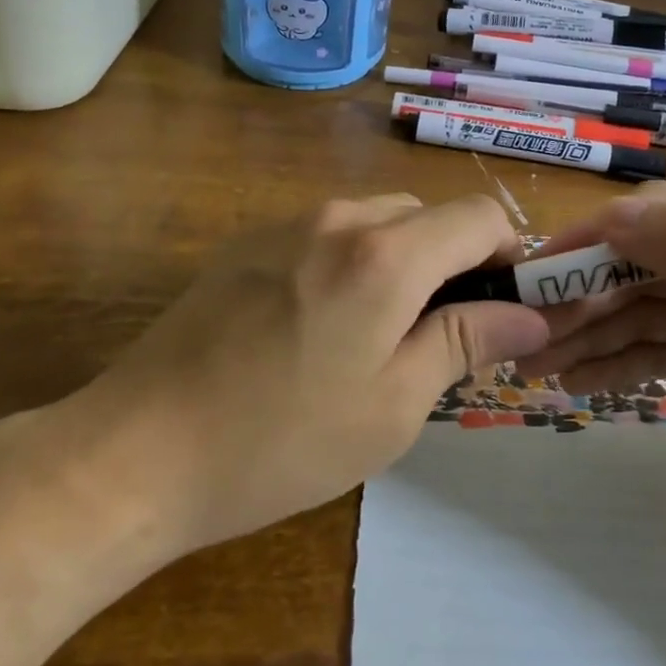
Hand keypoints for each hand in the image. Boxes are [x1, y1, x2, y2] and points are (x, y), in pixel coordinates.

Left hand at [23, 194, 549, 581]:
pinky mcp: (249, 242)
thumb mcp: (393, 406)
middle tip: (441, 336)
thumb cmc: (280, 441)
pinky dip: (353, 263)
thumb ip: (465, 343)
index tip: (503, 308)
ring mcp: (287, 223)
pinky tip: (317, 328)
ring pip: (378, 221)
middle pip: (428, 215)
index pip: (479, 215)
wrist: (136, 451)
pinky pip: (328, 234)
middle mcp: (340, 217)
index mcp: (386, 255)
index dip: (508, 254)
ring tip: (377, 337)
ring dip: (402, 262)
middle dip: (453, 263)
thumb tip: (529, 314)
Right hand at [511, 185, 665, 560]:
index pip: (660, 219)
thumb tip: (612, 213)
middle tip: (525, 331)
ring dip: (591, 335)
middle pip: (643, 269)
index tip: (537, 270)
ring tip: (534, 365)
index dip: (595, 239)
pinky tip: (576, 383)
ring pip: (643, 314)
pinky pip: (658, 352)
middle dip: (584, 299)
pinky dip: (619, 365)